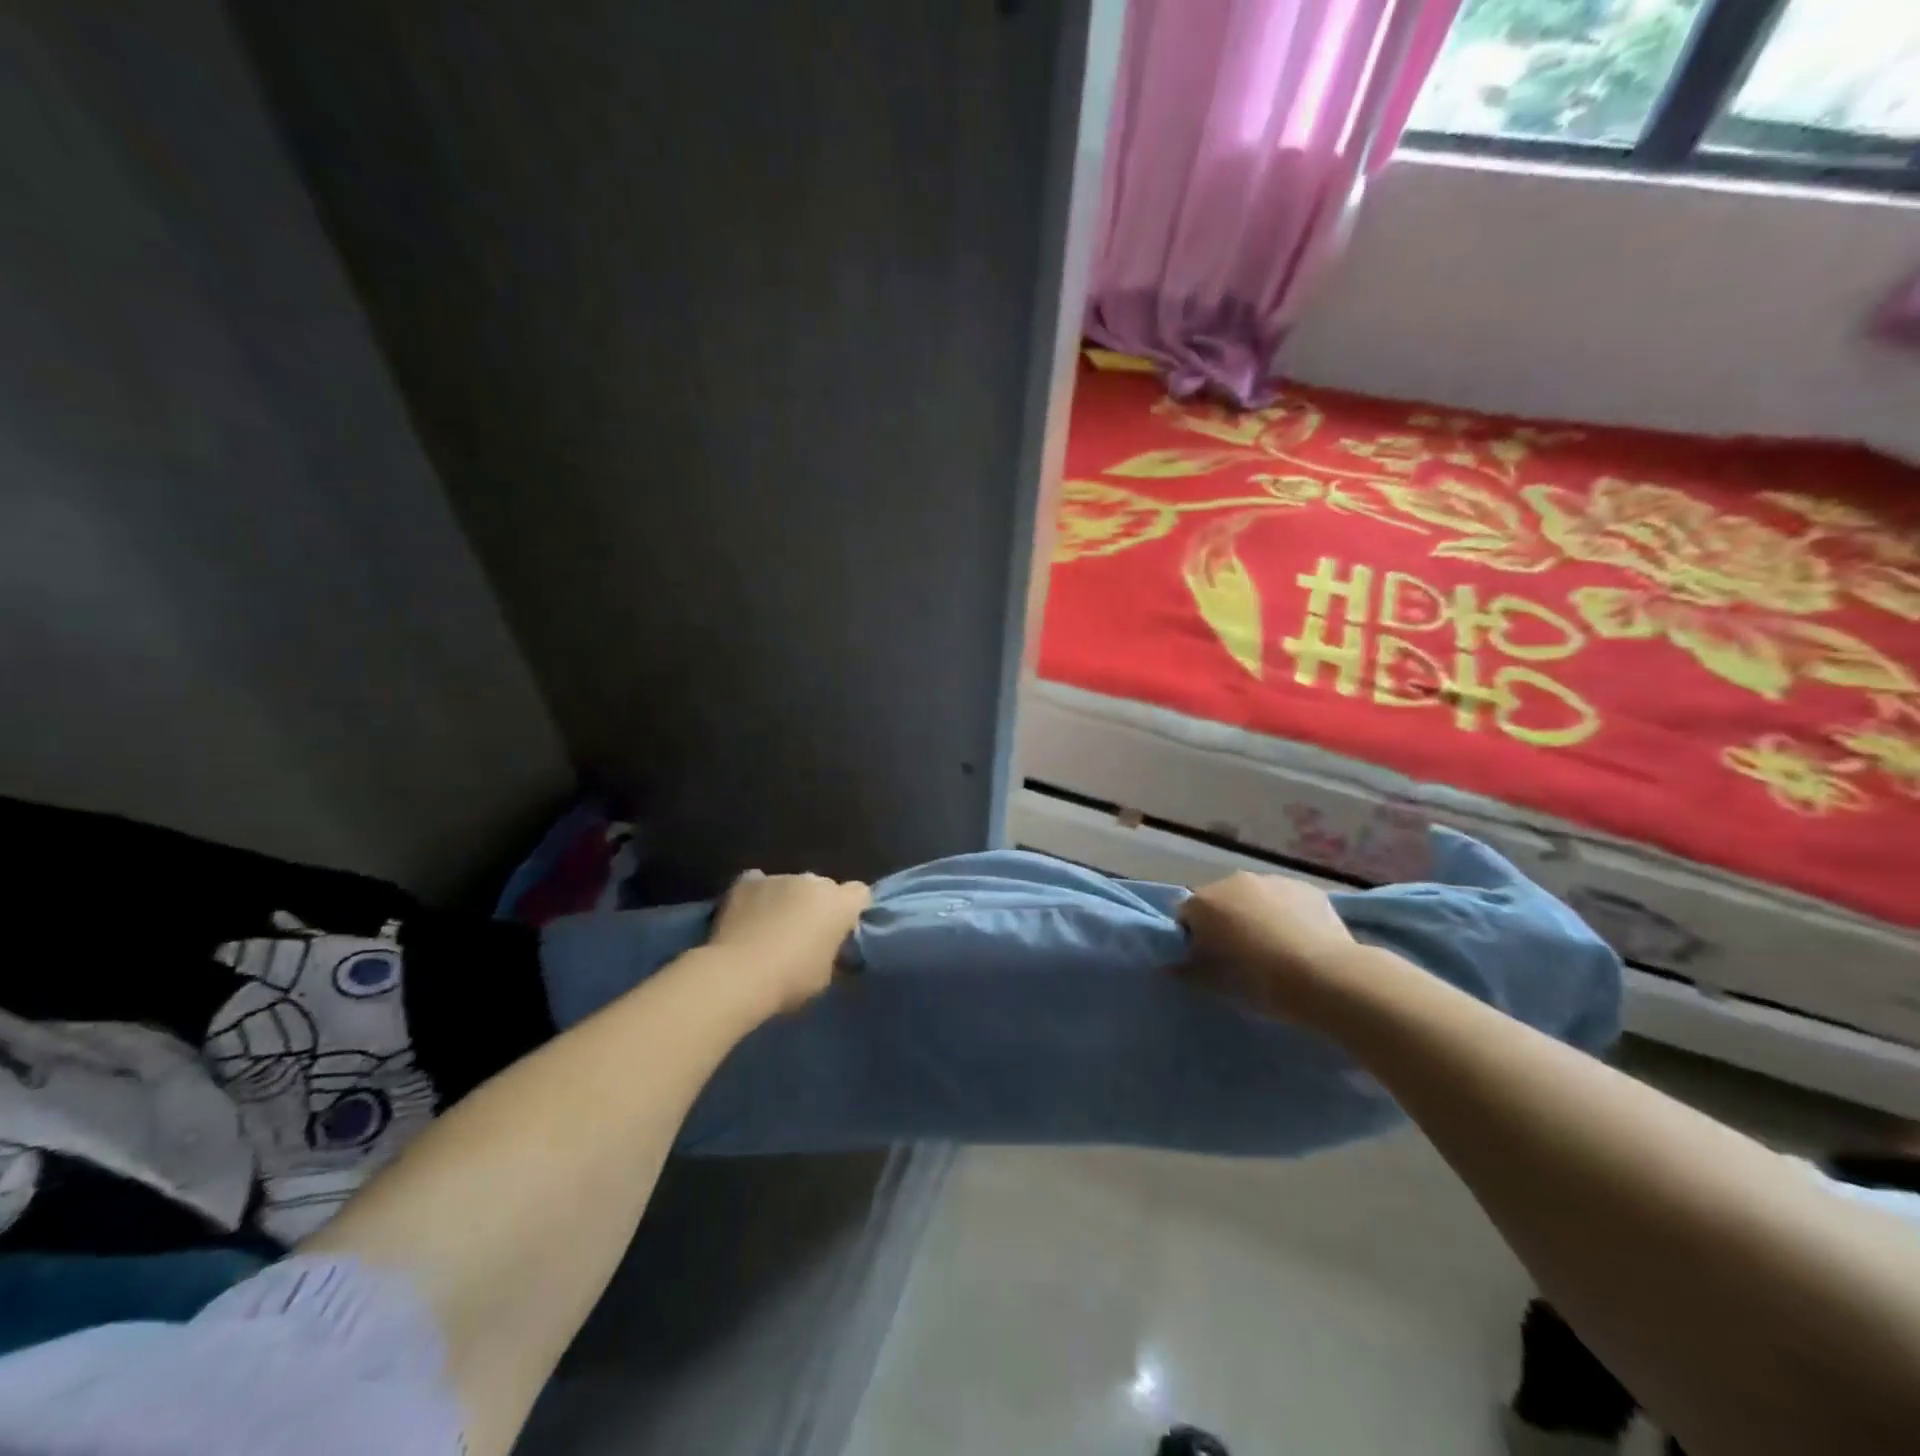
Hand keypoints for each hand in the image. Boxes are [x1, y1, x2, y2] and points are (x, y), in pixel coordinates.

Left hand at [707, 871, 871, 1016]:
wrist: (738, 974)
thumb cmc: (790, 980)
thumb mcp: (825, 977)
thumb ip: (833, 954)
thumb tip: (831, 951)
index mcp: (839, 904)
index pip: (860, 893)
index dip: (853, 909)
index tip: (843, 929)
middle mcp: (813, 881)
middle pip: (824, 887)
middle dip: (818, 904)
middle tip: (805, 932)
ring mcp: (779, 877)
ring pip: (791, 884)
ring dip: (788, 899)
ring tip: (771, 926)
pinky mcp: (747, 881)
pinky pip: (759, 883)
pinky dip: (758, 895)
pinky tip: (749, 914)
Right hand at [1177, 872, 1362, 1022]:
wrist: (1326, 977)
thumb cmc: (1258, 981)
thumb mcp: (1213, 984)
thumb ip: (1185, 971)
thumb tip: (1169, 966)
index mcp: (1203, 902)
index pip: (1185, 916)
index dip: (1194, 939)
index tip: (1208, 961)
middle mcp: (1233, 881)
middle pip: (1219, 901)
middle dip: (1225, 922)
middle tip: (1241, 956)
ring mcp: (1272, 880)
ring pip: (1254, 898)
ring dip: (1256, 916)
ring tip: (1275, 950)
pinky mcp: (1306, 888)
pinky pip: (1286, 900)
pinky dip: (1287, 914)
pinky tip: (1301, 941)